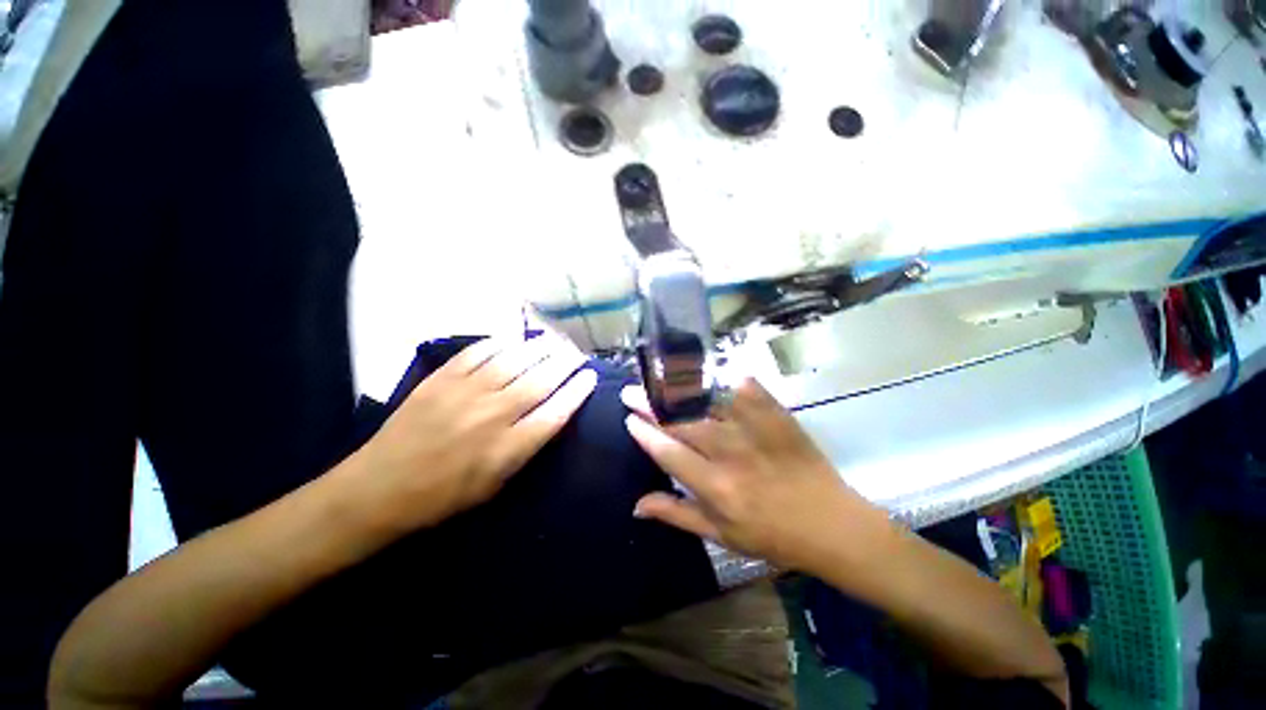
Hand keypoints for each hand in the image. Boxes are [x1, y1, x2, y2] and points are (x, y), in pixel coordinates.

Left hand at [353, 335, 596, 531]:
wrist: (380, 488)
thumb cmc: (444, 495)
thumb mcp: (496, 484)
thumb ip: (526, 448)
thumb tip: (551, 415)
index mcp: (508, 448)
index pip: (556, 411)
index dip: (577, 391)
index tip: (590, 376)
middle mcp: (493, 415)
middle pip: (540, 381)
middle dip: (565, 363)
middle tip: (577, 352)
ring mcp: (465, 393)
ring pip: (514, 361)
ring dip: (540, 348)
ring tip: (555, 340)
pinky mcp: (441, 379)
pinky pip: (478, 352)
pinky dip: (500, 342)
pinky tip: (514, 337)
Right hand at [622, 379, 886, 572]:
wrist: (830, 524)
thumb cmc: (771, 535)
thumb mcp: (720, 535)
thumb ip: (676, 515)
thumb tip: (636, 505)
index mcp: (716, 487)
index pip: (668, 451)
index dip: (644, 432)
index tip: (629, 418)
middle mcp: (731, 453)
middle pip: (681, 420)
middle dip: (650, 404)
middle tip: (632, 392)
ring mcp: (756, 430)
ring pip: (708, 399)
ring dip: (678, 387)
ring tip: (658, 378)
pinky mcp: (777, 416)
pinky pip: (746, 388)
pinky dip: (726, 378)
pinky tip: (709, 371)